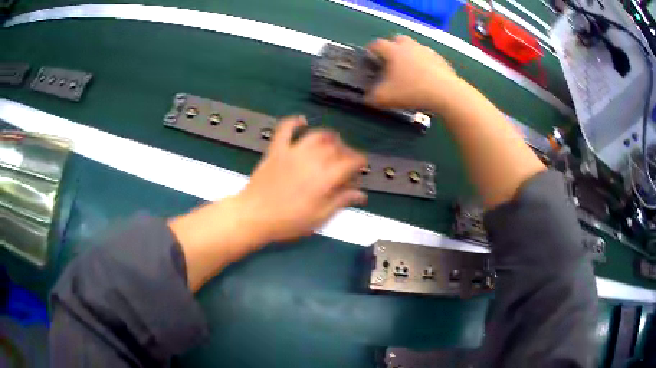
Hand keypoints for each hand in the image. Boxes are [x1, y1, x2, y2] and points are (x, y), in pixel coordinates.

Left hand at [169, 116, 366, 290]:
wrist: (254, 216)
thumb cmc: (288, 222)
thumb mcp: (318, 218)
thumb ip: (340, 202)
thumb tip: (361, 194)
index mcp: (324, 179)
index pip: (350, 163)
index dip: (360, 162)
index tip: (362, 165)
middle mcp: (312, 160)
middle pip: (336, 148)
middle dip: (346, 151)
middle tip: (347, 160)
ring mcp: (293, 152)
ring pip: (316, 136)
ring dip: (328, 136)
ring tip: (333, 141)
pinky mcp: (276, 149)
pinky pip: (285, 129)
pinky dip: (294, 121)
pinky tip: (302, 121)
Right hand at [365, 35, 461, 111]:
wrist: (446, 93)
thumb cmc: (412, 91)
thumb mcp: (385, 98)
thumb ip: (372, 97)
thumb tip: (367, 98)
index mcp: (393, 50)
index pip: (376, 44)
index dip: (370, 50)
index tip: (369, 56)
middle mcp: (410, 46)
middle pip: (397, 39)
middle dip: (392, 47)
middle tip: (390, 61)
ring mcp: (427, 51)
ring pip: (414, 48)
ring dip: (409, 55)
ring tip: (408, 71)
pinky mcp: (441, 60)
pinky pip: (428, 58)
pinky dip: (424, 64)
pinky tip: (425, 78)